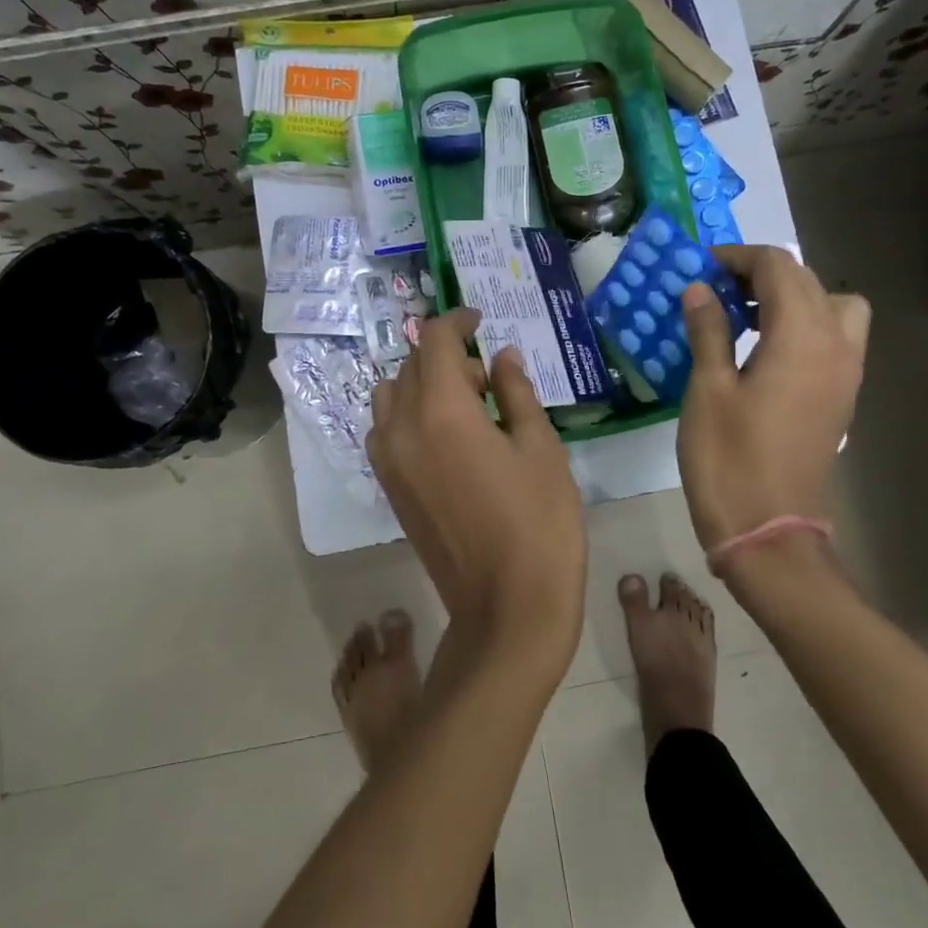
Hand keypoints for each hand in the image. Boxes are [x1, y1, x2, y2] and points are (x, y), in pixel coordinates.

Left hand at [367, 309, 586, 677]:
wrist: (507, 607)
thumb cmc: (539, 523)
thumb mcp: (540, 448)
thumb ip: (516, 392)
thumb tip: (501, 357)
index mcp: (442, 411)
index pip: (435, 341)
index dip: (457, 320)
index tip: (479, 320)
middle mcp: (402, 428)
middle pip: (411, 365)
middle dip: (446, 355)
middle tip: (490, 376)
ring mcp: (389, 461)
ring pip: (391, 396)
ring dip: (423, 384)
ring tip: (467, 407)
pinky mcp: (389, 489)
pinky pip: (387, 430)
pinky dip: (409, 415)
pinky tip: (449, 438)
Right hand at [676, 245, 870, 549]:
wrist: (768, 532)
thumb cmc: (729, 459)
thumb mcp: (707, 389)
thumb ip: (708, 330)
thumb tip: (700, 289)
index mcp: (802, 336)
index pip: (778, 267)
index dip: (737, 257)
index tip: (700, 268)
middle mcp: (836, 344)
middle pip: (806, 280)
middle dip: (760, 273)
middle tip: (713, 290)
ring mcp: (846, 372)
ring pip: (831, 306)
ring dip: (790, 297)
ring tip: (743, 316)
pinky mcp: (841, 396)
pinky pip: (834, 337)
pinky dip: (803, 325)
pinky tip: (762, 350)